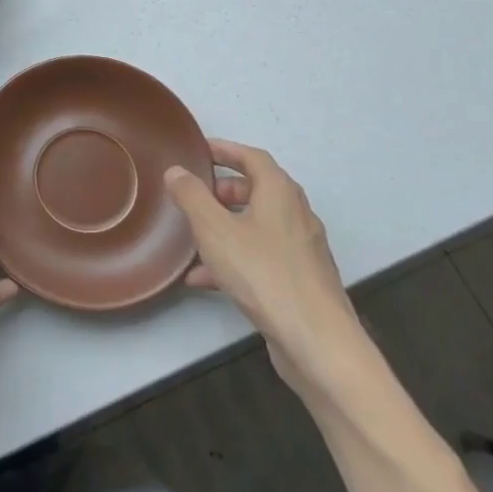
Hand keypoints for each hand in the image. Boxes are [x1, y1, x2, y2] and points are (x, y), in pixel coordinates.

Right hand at [165, 140, 368, 395]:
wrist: (316, 340)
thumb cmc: (263, 273)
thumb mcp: (214, 230)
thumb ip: (192, 196)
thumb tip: (176, 171)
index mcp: (280, 193)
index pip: (253, 158)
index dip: (226, 150)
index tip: (201, 151)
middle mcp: (297, 215)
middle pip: (259, 190)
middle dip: (226, 190)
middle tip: (197, 194)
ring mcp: (302, 250)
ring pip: (259, 226)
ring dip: (227, 226)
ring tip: (195, 236)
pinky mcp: (301, 280)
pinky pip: (262, 257)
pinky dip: (235, 258)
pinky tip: (205, 279)